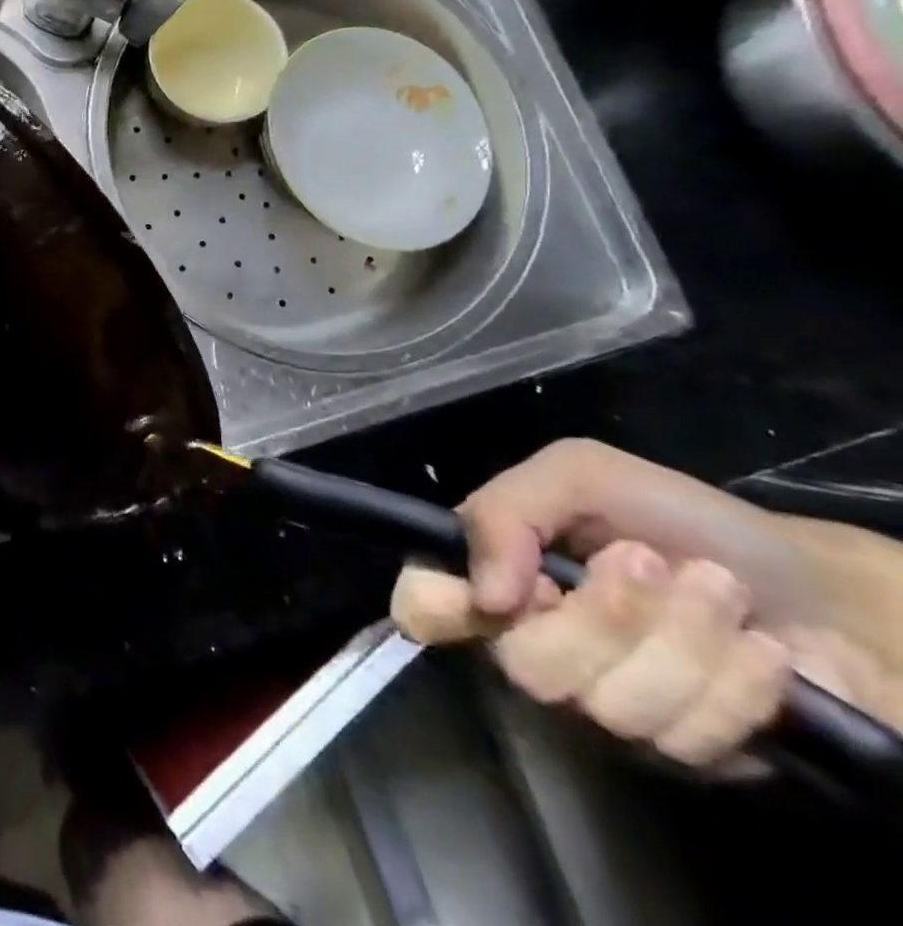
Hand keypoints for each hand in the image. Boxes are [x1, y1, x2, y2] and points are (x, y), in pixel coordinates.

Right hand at [391, 438, 902, 767]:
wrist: (810, 580)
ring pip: (611, 705)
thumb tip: (484, 594)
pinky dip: (738, 680)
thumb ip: (506, 511)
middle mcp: (529, 645)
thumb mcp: (577, 475)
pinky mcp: (682, 754)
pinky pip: (689, 737)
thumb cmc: (671, 514)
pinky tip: (761, 648)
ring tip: (720, 589)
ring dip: (683, 636)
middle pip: (525, 665)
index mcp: (491, 577)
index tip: (506, 593)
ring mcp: (603, 706)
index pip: (419, 608)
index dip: (438, 606)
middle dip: (605, 613)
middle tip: (647, 560)